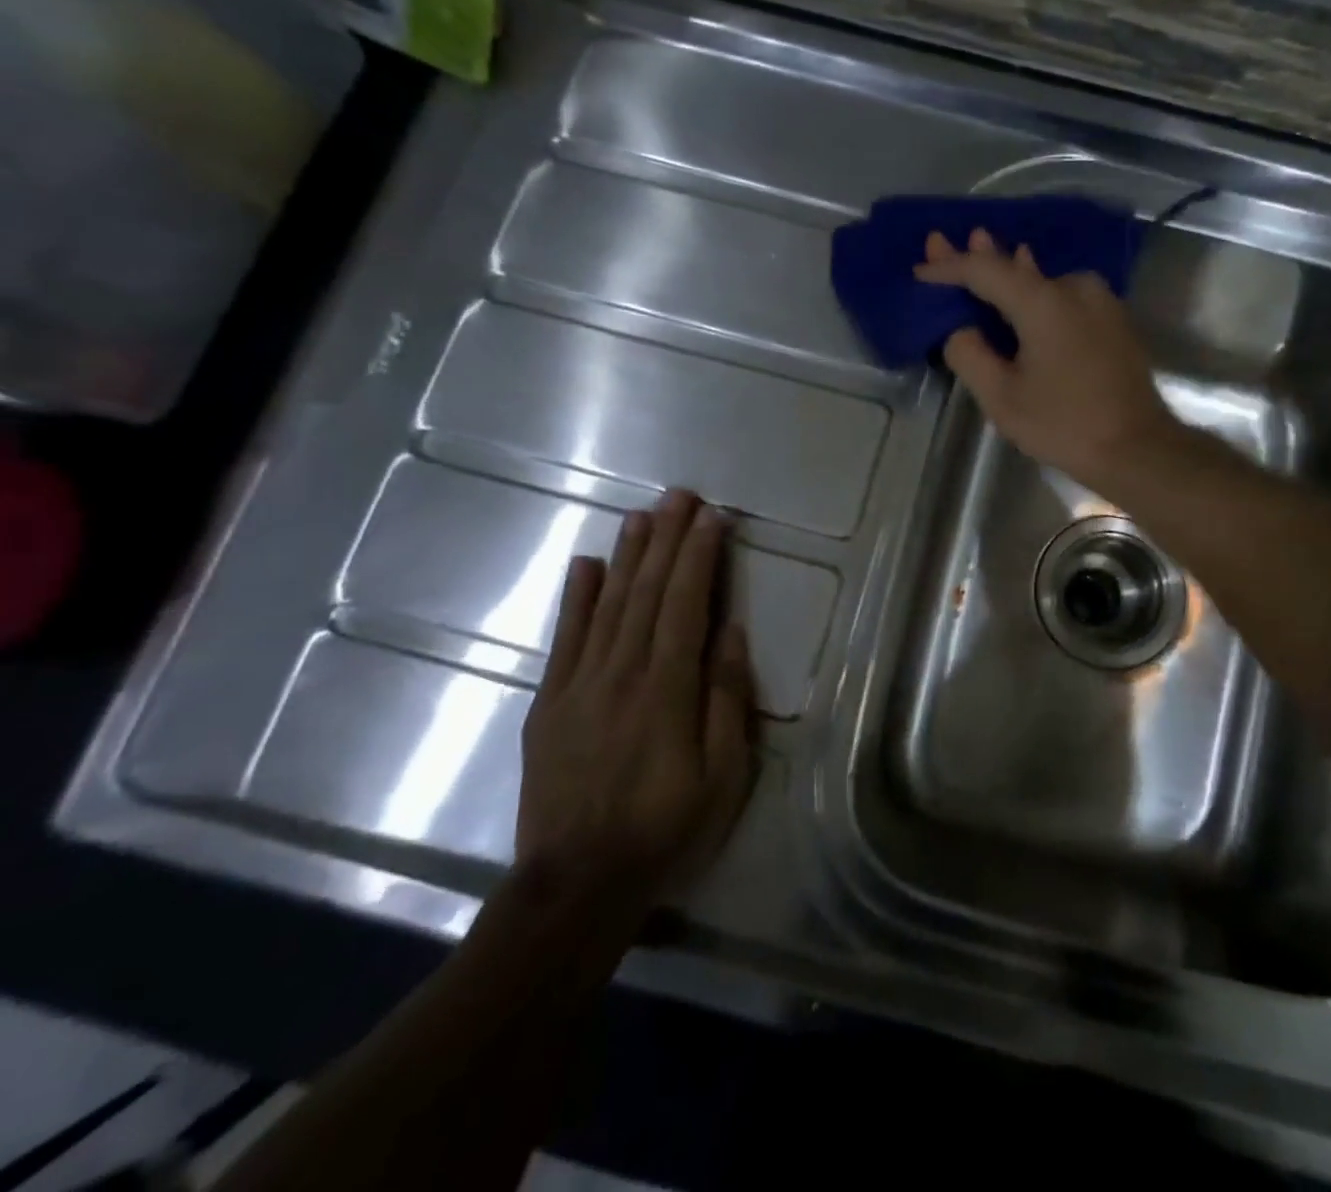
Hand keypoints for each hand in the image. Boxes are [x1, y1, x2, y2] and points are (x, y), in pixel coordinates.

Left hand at [515, 489, 755, 923]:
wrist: (577, 884)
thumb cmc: (667, 829)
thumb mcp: (723, 775)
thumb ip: (727, 699)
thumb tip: (731, 633)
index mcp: (668, 689)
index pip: (685, 605)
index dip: (699, 557)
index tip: (713, 518)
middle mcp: (621, 674)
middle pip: (647, 592)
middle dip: (667, 539)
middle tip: (681, 495)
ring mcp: (579, 686)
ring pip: (608, 605)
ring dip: (628, 555)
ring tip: (643, 514)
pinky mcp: (549, 704)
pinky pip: (564, 639)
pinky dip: (576, 598)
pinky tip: (587, 565)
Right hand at [915, 228, 1180, 490]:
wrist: (1138, 448)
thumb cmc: (1065, 425)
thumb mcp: (1002, 398)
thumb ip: (970, 355)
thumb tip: (960, 330)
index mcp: (1044, 301)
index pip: (985, 271)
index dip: (949, 268)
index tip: (921, 270)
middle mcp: (1074, 287)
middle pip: (1015, 267)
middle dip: (977, 256)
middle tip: (941, 243)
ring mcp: (1100, 301)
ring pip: (1042, 280)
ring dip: (1009, 270)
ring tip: (980, 247)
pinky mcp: (1112, 320)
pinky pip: (1064, 295)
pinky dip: (1036, 291)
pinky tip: (1026, 279)